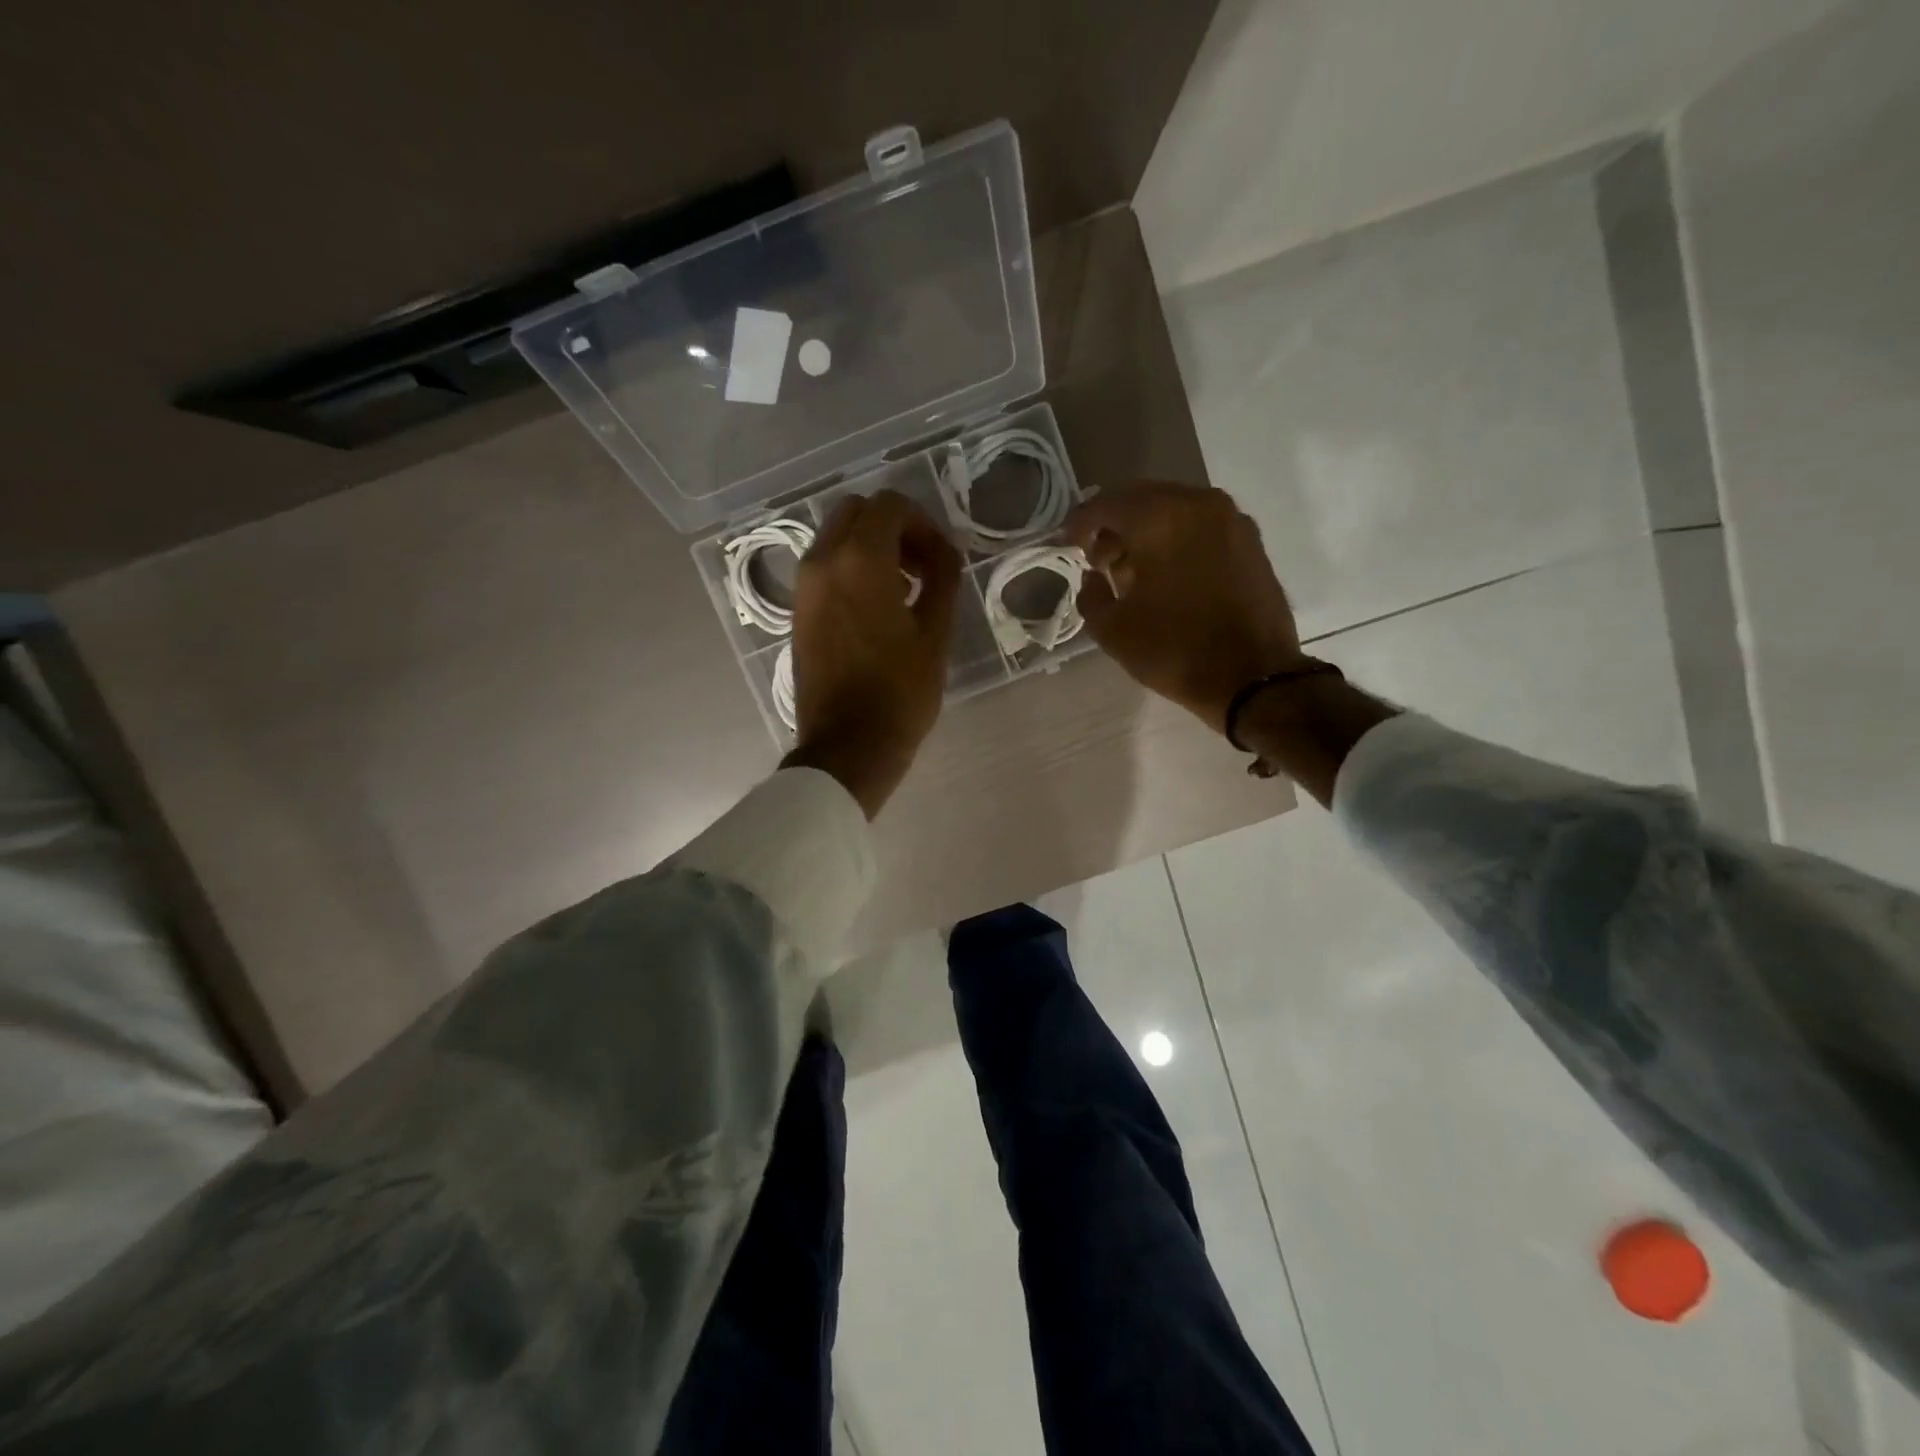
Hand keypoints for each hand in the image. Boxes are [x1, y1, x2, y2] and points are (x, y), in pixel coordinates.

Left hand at [782, 490, 960, 817]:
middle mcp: (823, 561)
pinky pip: (825, 566)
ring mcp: (804, 586)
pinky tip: (877, 608)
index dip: (923, 523)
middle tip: (921, 567)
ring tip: (903, 590)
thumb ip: (943, 578)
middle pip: (857, 512)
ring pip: (837, 537)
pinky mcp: (798, 610)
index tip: (941, 559)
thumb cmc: (899, 693)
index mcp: (860, 561)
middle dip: (894, 528)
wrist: (847, 746)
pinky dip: (851, 568)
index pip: (890, 505)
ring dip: (871, 547)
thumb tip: (945, 550)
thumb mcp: (935, 634)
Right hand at [1067, 481, 1305, 732]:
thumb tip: (1094, 578)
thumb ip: (1091, 594)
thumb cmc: (1174, 650)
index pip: (1106, 505)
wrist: (1253, 677)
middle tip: (1099, 560)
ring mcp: (1231, 520)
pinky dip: (1178, 540)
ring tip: (1133, 571)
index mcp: (1159, 517)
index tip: (1067, 545)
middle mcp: (1198, 504)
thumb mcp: (1112, 630)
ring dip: (1148, 533)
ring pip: (1175, 511)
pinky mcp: (1251, 541)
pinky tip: (1168, 575)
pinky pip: (1201, 527)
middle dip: (1115, 526)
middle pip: (1142, 500)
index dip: (1079, 524)